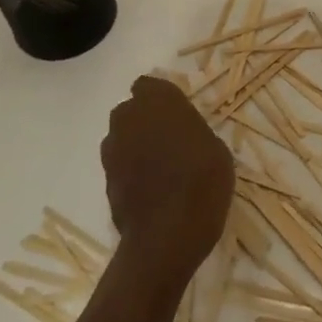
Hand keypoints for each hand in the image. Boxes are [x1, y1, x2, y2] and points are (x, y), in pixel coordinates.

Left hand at [102, 76, 234, 281]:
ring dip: (136, 144)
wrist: (167, 235)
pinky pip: (119, 164)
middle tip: (170, 139)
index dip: (161, 99)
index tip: (177, 114)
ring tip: (160, 166)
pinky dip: (130, 170)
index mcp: (159, 101)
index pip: (149, 85)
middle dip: (146, 120)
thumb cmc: (202, 182)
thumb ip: (192, 131)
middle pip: (132, 110)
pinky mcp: (105, 179)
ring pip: (123, 137)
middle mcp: (129, 118)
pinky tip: (150, 188)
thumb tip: (183, 135)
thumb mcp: (216, 149)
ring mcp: (113, 149)